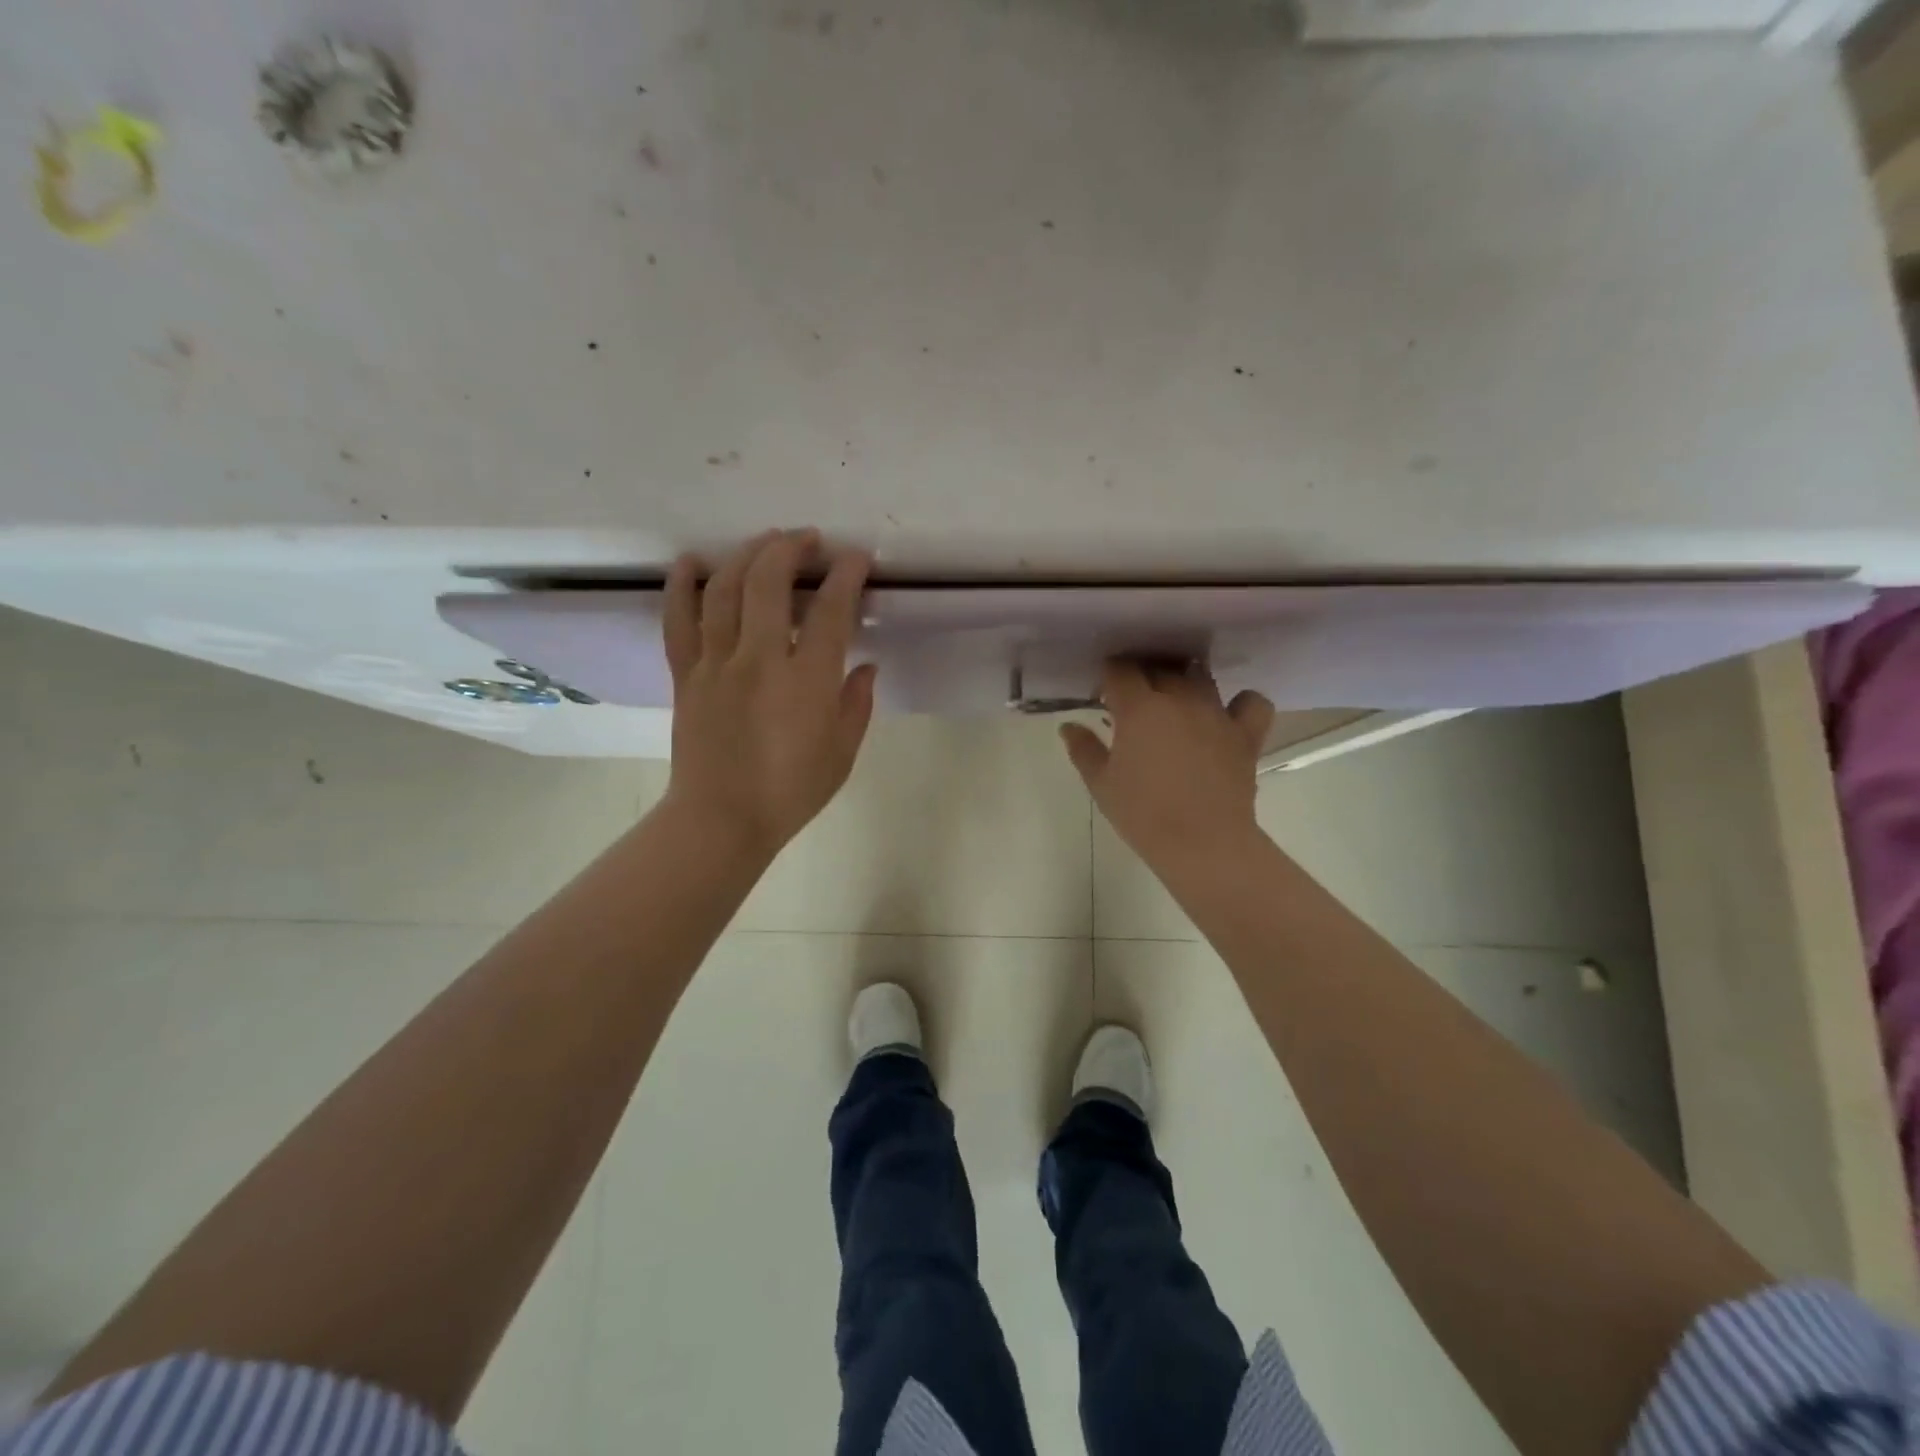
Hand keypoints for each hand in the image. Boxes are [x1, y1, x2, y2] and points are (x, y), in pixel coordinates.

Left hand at [662, 530, 876, 858]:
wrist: (722, 820)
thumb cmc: (791, 791)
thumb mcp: (843, 752)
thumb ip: (857, 703)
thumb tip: (865, 666)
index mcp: (806, 680)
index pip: (829, 610)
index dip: (845, 575)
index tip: (856, 559)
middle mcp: (759, 659)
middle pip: (768, 581)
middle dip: (791, 548)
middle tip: (808, 540)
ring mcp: (716, 663)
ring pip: (724, 589)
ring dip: (746, 555)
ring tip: (765, 542)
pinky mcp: (686, 674)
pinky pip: (679, 620)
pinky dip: (682, 585)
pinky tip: (691, 562)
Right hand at [1060, 660, 1274, 867]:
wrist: (1202, 843)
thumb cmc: (1143, 814)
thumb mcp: (1101, 784)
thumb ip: (1084, 749)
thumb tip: (1069, 727)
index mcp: (1139, 708)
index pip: (1120, 670)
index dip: (1109, 677)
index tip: (1104, 696)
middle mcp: (1179, 698)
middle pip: (1159, 668)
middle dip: (1143, 677)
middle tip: (1134, 705)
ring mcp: (1217, 713)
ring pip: (1200, 676)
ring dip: (1184, 682)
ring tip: (1176, 703)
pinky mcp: (1246, 733)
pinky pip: (1251, 702)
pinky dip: (1240, 703)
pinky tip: (1227, 715)